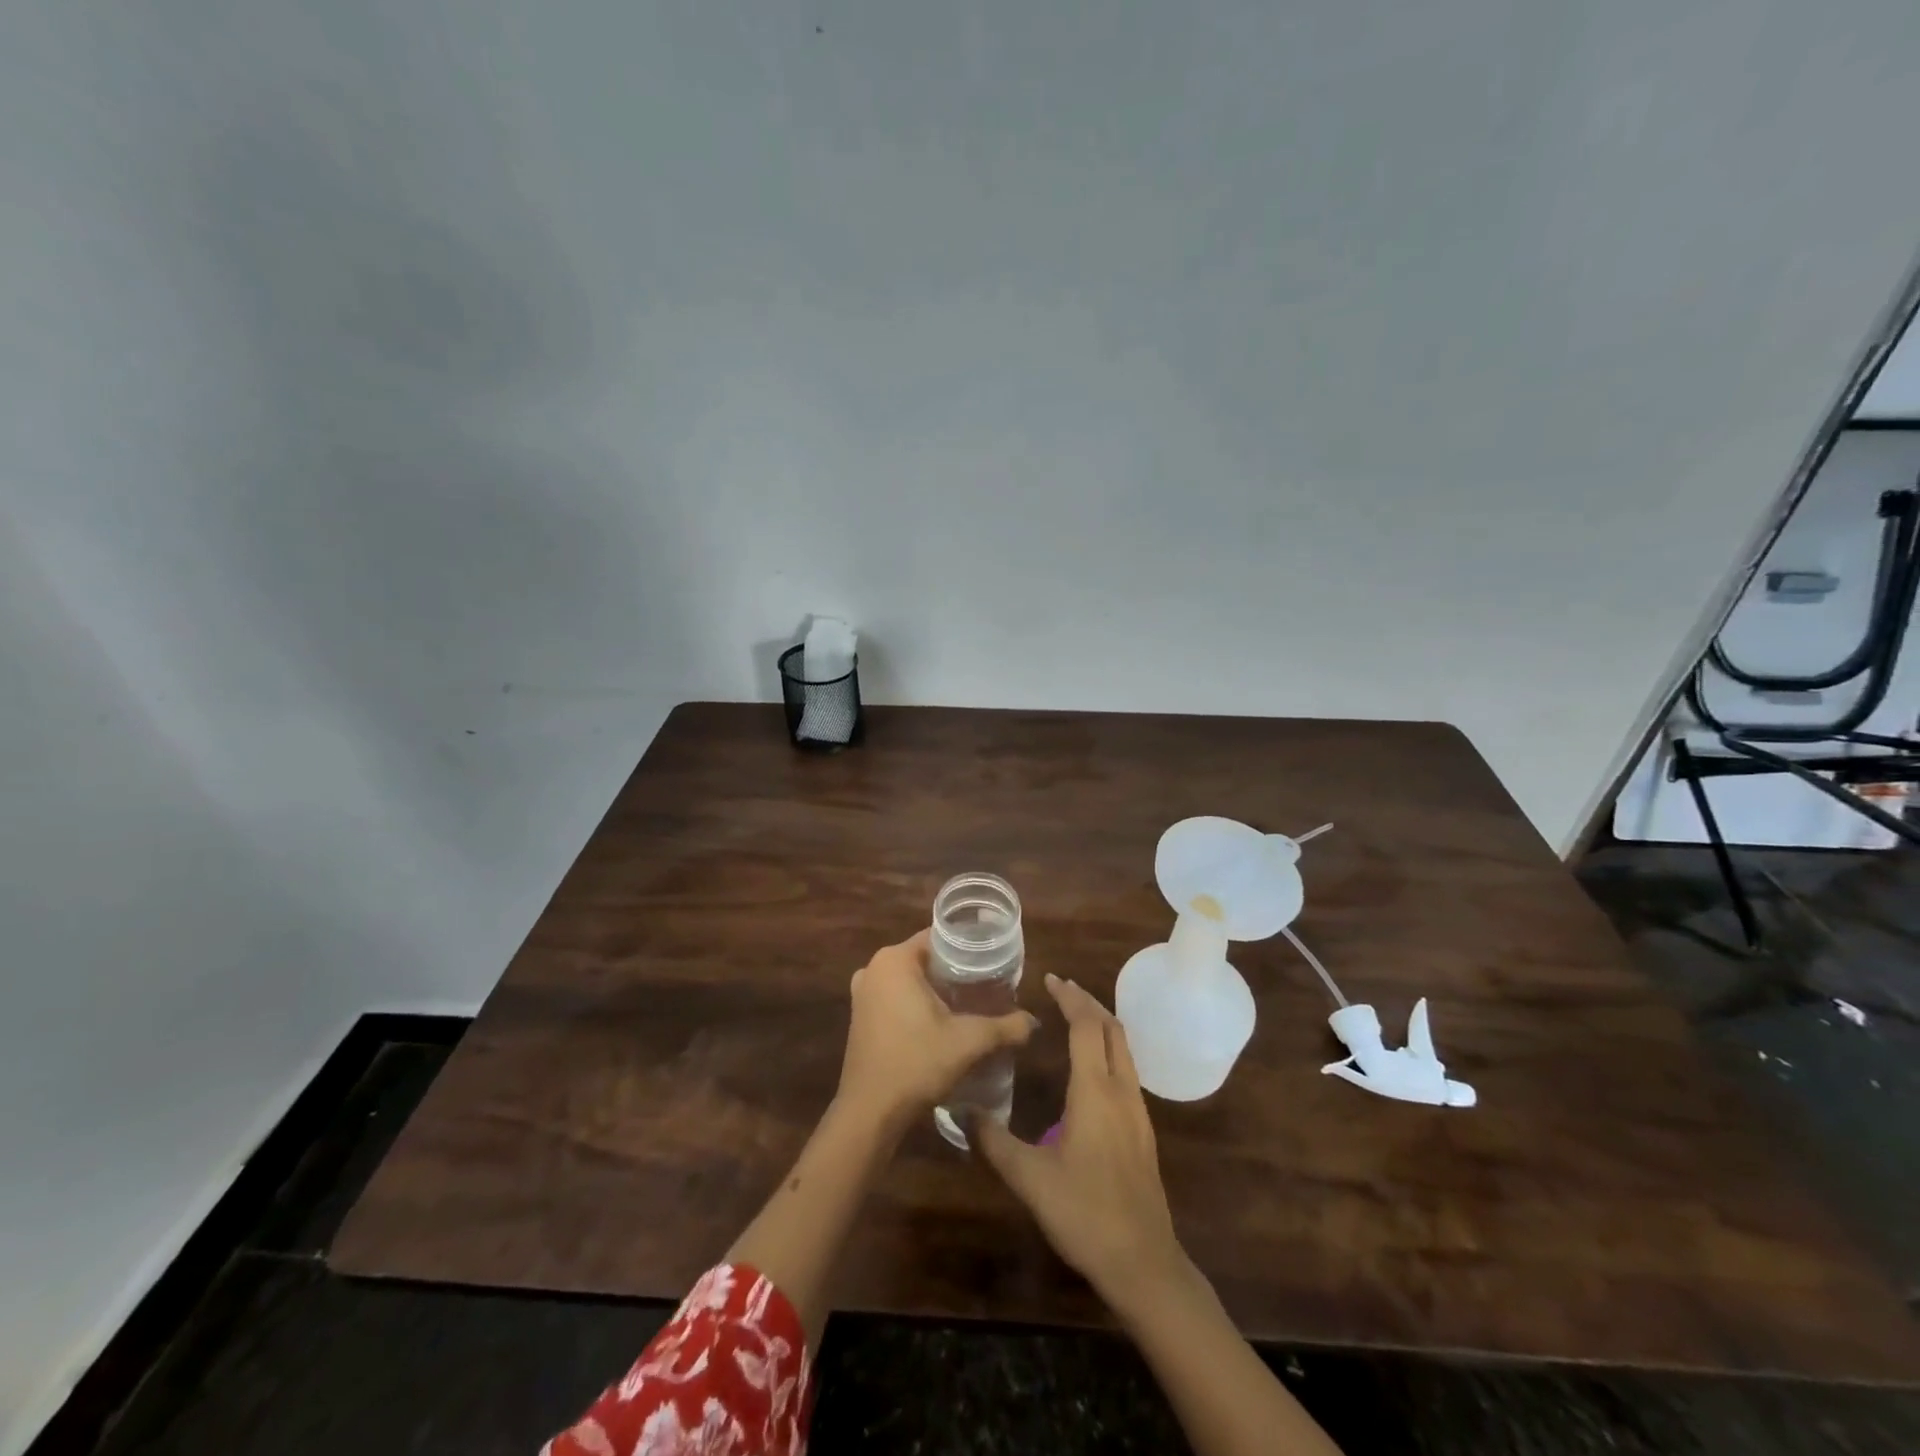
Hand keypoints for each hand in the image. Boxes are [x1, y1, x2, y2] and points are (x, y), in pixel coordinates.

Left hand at [836, 930, 1036, 1127]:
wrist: (870, 1112)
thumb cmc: (916, 1063)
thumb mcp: (968, 1042)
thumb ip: (1005, 1027)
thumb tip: (1033, 1022)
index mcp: (895, 960)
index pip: (939, 937)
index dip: (968, 948)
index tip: (993, 962)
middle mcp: (874, 968)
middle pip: (925, 958)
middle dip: (954, 971)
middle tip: (987, 984)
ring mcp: (863, 993)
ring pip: (909, 979)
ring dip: (935, 989)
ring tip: (969, 1003)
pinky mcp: (860, 1016)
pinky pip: (895, 997)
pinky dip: (916, 1003)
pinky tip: (940, 1022)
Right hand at [973, 975, 1189, 1311]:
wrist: (1144, 1262)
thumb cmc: (1085, 1213)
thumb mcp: (1030, 1178)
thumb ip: (994, 1142)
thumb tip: (960, 1112)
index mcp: (1096, 1091)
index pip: (1087, 1025)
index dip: (1070, 997)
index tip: (1051, 979)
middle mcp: (1122, 1090)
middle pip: (1112, 1028)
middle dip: (1088, 1002)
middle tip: (1061, 990)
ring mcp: (1138, 1110)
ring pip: (1124, 1048)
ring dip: (1101, 1024)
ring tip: (1074, 1018)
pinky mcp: (1143, 1130)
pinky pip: (1128, 1069)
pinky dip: (1109, 1048)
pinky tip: (1090, 1068)